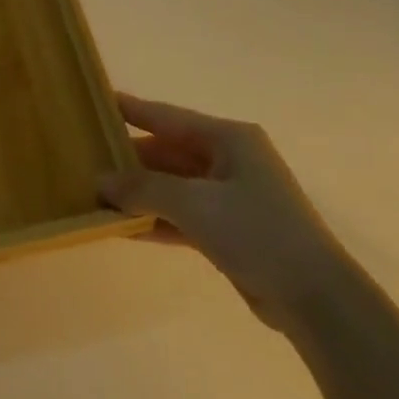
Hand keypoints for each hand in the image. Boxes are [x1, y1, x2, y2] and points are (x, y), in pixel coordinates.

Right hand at [99, 93, 341, 334]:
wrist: (313, 296)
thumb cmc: (257, 231)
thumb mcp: (195, 203)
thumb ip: (144, 188)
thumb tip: (100, 180)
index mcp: (229, 139)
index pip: (168, 117)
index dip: (132, 110)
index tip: (97, 102)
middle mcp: (229, 160)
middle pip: (168, 152)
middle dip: (129, 160)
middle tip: (85, 160)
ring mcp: (230, 197)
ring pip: (172, 187)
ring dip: (139, 194)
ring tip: (94, 195)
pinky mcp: (228, 230)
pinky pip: (181, 216)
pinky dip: (155, 221)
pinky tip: (121, 228)